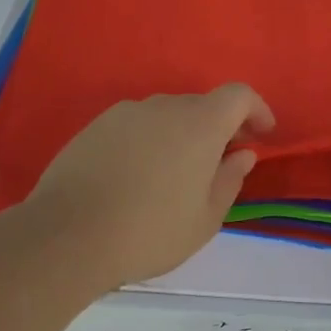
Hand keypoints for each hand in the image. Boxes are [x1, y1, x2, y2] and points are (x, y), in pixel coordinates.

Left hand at [25, 85, 274, 287]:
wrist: (68, 235)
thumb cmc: (150, 231)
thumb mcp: (205, 218)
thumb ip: (230, 180)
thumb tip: (242, 154)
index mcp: (200, 123)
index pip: (238, 95)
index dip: (256, 110)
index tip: (262, 134)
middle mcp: (164, 106)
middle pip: (201, 105)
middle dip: (219, 127)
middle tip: (221, 162)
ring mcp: (126, 113)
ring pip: (166, 115)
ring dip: (181, 135)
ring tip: (175, 175)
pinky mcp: (95, 126)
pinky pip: (136, 126)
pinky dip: (149, 141)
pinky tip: (137, 177)